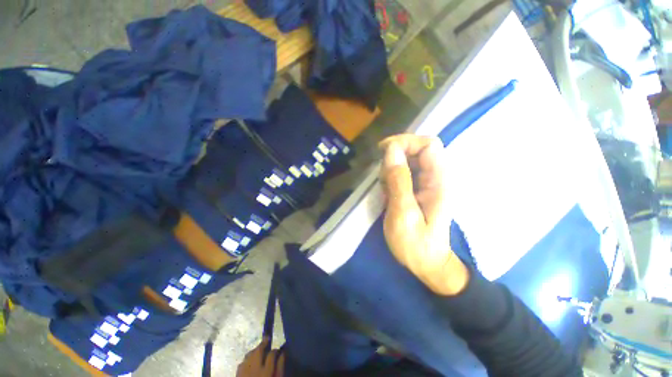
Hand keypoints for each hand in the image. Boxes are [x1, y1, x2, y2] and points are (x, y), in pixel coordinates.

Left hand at [236, 338, 284, 376]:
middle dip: (263, 343)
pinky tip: (250, 360)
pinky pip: (242, 362)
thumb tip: (283, 353)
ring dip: (254, 350)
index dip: (275, 350)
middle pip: (258, 351)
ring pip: (249, 355)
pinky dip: (247, 358)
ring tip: (259, 348)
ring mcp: (244, 371)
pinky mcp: (237, 375)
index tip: (278, 350)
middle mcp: (254, 369)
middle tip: (267, 337)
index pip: (272, 354)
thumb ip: (280, 367)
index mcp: (266, 371)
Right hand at [379, 134, 468, 295]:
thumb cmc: (416, 244)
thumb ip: (398, 181)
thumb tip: (391, 150)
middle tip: (382, 178)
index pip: (429, 144)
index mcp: (439, 181)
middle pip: (418, 150)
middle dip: (395, 157)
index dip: (406, 142)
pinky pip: (404, 174)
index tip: (383, 151)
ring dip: (392, 170)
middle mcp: (437, 178)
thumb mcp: (403, 213)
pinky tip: (388, 195)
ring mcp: (428, 184)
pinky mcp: (420, 190)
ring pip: (408, 161)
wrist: (428, 264)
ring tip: (385, 191)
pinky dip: (392, 179)